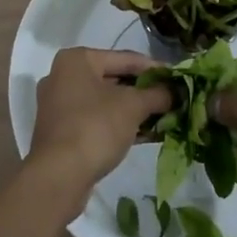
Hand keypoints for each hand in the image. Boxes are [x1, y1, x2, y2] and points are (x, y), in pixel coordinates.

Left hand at [29, 48, 172, 195]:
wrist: (58, 177)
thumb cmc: (95, 127)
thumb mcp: (132, 106)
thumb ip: (157, 94)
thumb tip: (176, 91)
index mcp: (77, 60)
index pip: (125, 58)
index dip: (155, 68)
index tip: (177, 77)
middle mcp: (64, 76)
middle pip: (114, 79)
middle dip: (144, 92)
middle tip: (171, 99)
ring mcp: (60, 105)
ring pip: (105, 102)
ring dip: (134, 110)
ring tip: (164, 117)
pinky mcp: (61, 131)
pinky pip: (96, 120)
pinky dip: (119, 124)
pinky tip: (146, 134)